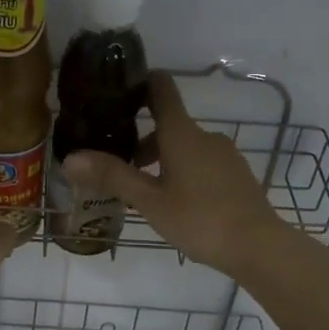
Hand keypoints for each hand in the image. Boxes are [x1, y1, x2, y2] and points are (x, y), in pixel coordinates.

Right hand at [62, 72, 292, 279]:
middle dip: (143, 140)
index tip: (119, 89)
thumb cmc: (200, 219)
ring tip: (145, 192)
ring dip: (163, 160)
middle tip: (119, 166)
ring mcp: (225, 155)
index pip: (161, 89)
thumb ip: (112, 176)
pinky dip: (184, 171)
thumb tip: (69, 158)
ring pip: (186, 147)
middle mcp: (205, 136)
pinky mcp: (237, 175)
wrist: (259, 246)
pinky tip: (177, 203)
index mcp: (181, 134)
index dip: (141, 82)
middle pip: (169, 125)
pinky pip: (203, 163)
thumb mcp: (150, 201)